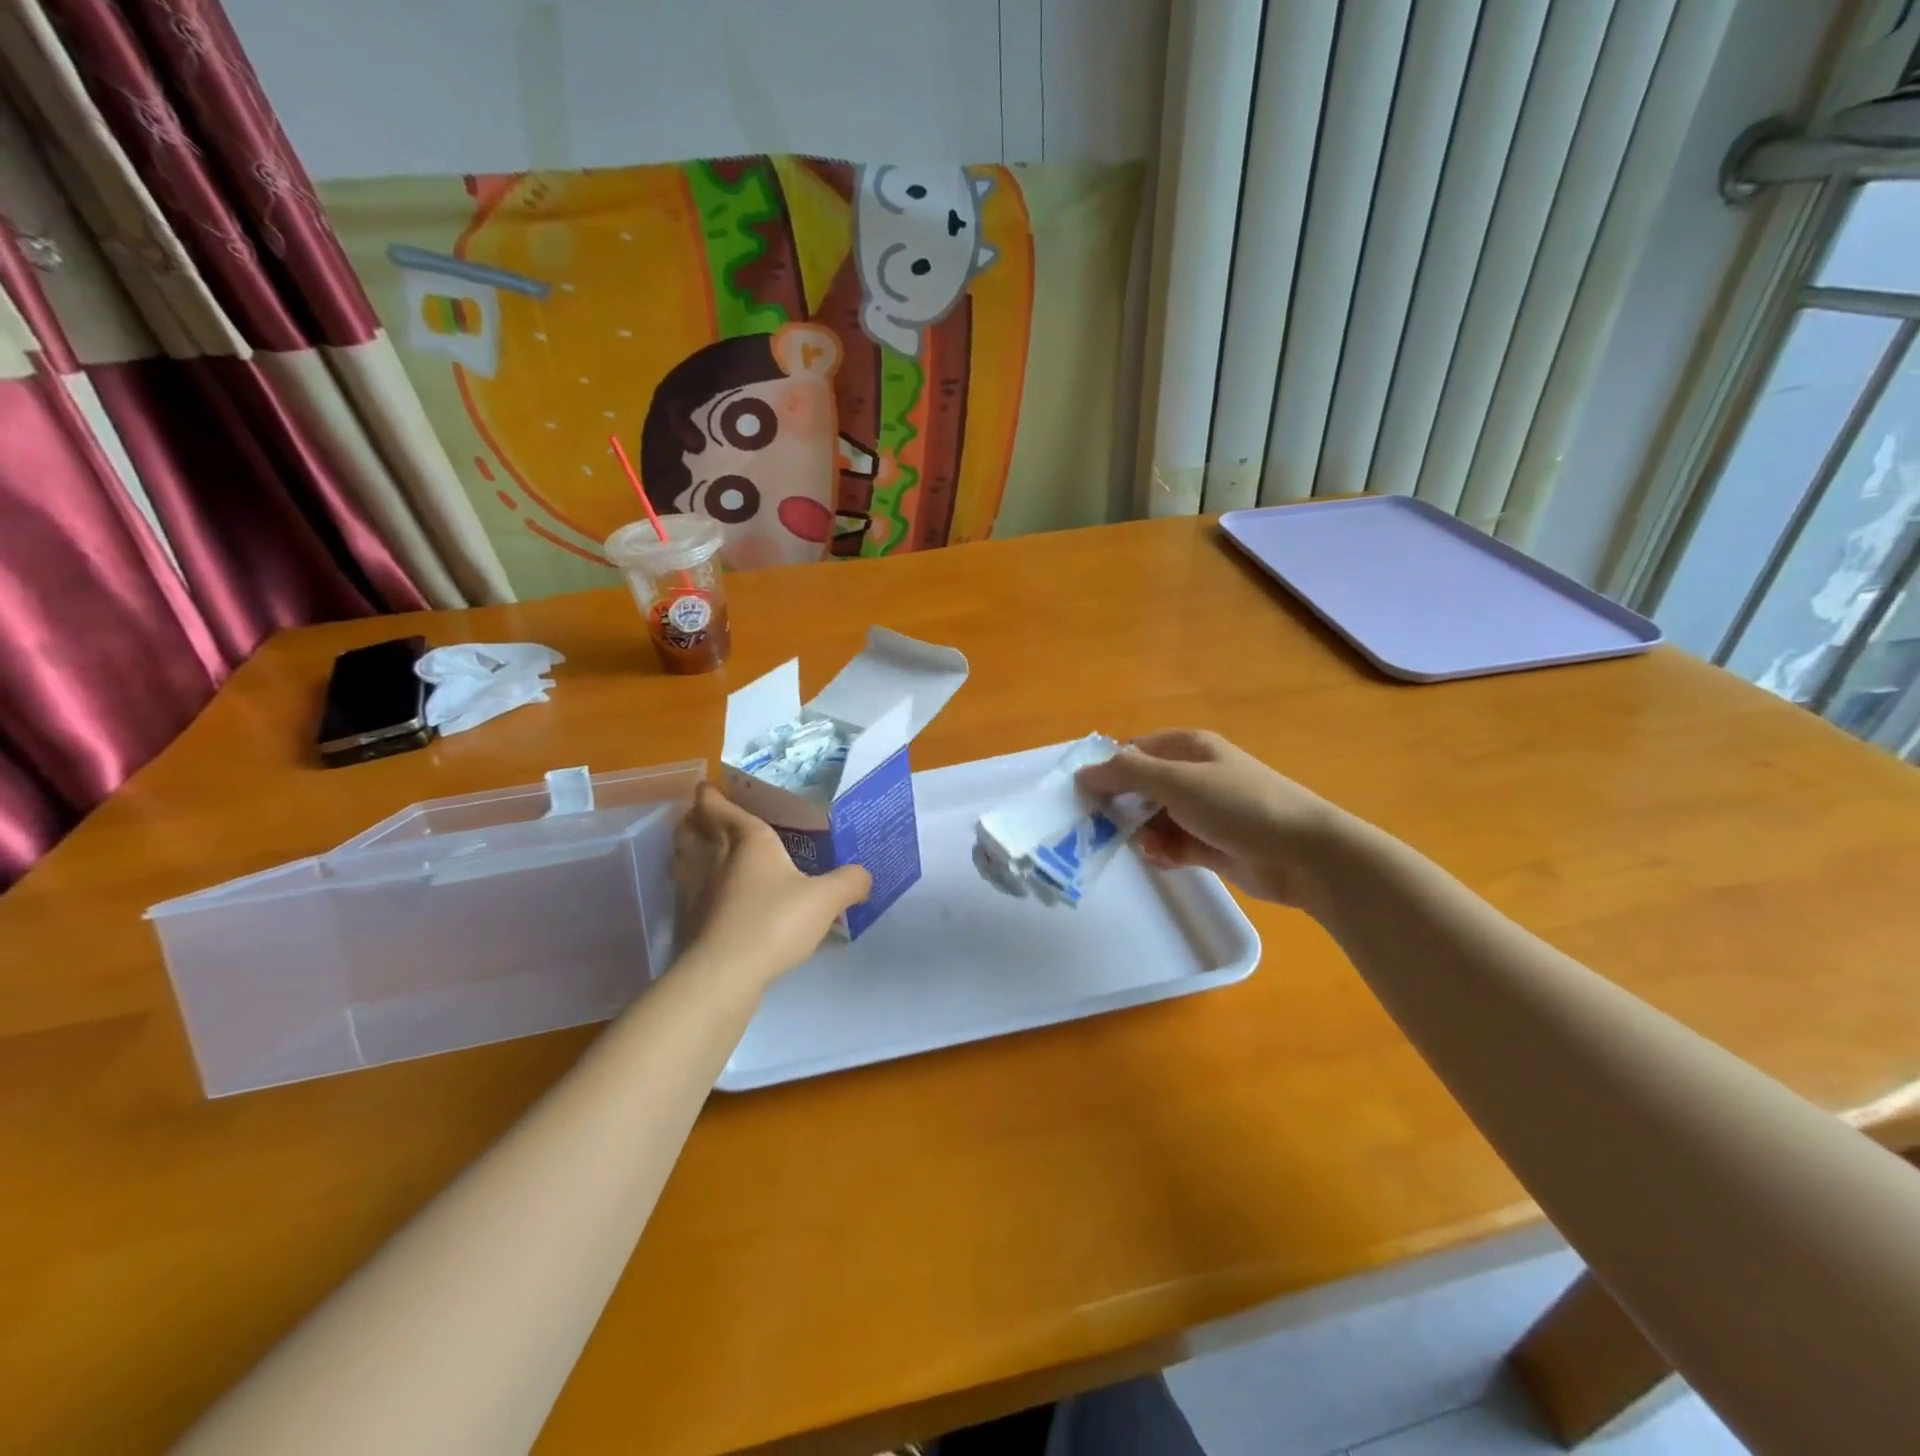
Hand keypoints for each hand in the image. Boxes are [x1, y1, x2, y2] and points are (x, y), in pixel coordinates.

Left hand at [672, 783, 870, 989]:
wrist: (725, 974)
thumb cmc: (774, 922)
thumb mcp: (826, 899)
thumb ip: (849, 882)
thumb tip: (865, 876)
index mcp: (747, 840)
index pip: (720, 807)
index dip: (711, 795)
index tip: (706, 786)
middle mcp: (714, 857)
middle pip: (692, 828)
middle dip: (694, 817)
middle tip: (703, 813)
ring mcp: (694, 889)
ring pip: (683, 856)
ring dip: (686, 845)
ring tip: (699, 844)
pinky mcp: (687, 920)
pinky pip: (685, 888)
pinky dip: (690, 880)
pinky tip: (707, 891)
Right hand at [1076, 729, 1346, 908]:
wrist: (1305, 855)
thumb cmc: (1239, 806)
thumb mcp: (1177, 781)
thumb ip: (1127, 773)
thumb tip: (1084, 771)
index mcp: (1187, 748)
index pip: (1133, 751)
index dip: (1109, 771)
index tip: (1087, 798)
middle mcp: (1194, 775)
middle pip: (1141, 787)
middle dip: (1123, 808)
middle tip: (1106, 829)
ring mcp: (1203, 811)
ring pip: (1153, 819)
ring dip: (1144, 834)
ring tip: (1151, 849)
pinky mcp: (1211, 844)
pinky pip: (1172, 844)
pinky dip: (1164, 852)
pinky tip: (1167, 861)